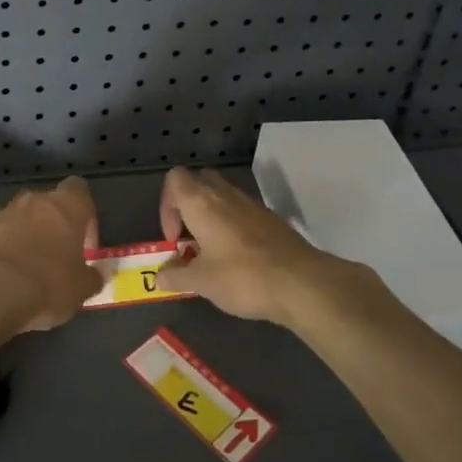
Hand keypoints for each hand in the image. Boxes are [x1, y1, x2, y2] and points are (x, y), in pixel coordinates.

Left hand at [0, 177, 103, 333]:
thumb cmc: (48, 286)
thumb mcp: (81, 290)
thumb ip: (92, 277)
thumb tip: (96, 275)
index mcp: (67, 206)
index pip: (79, 190)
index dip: (84, 214)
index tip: (83, 243)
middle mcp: (35, 199)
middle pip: (48, 202)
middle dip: (52, 224)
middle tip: (55, 256)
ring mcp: (4, 210)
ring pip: (19, 213)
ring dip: (24, 230)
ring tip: (25, 262)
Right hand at [156, 166, 371, 327]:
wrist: (302, 283)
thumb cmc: (242, 277)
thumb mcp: (201, 282)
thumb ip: (176, 275)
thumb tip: (159, 276)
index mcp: (201, 202)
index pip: (174, 178)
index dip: (166, 205)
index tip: (175, 238)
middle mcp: (225, 194)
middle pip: (199, 182)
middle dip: (188, 206)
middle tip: (190, 239)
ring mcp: (252, 204)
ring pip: (223, 196)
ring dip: (211, 217)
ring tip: (212, 253)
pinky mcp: (271, 218)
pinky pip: (242, 211)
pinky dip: (233, 226)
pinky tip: (238, 259)